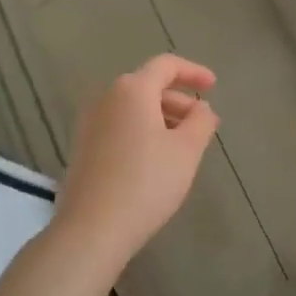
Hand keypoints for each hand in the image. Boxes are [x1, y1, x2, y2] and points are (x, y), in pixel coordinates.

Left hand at [52, 55, 220, 267]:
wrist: (91, 229)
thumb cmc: (146, 182)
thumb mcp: (187, 150)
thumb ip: (201, 121)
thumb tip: (201, 108)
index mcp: (132, 90)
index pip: (166, 66)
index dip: (193, 72)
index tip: (213, 87)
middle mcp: (106, 98)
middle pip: (148, 86)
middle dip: (178, 100)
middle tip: (201, 125)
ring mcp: (89, 123)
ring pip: (133, 109)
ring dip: (161, 118)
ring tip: (183, 146)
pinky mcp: (82, 148)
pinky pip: (119, 126)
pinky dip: (141, 132)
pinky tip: (155, 161)